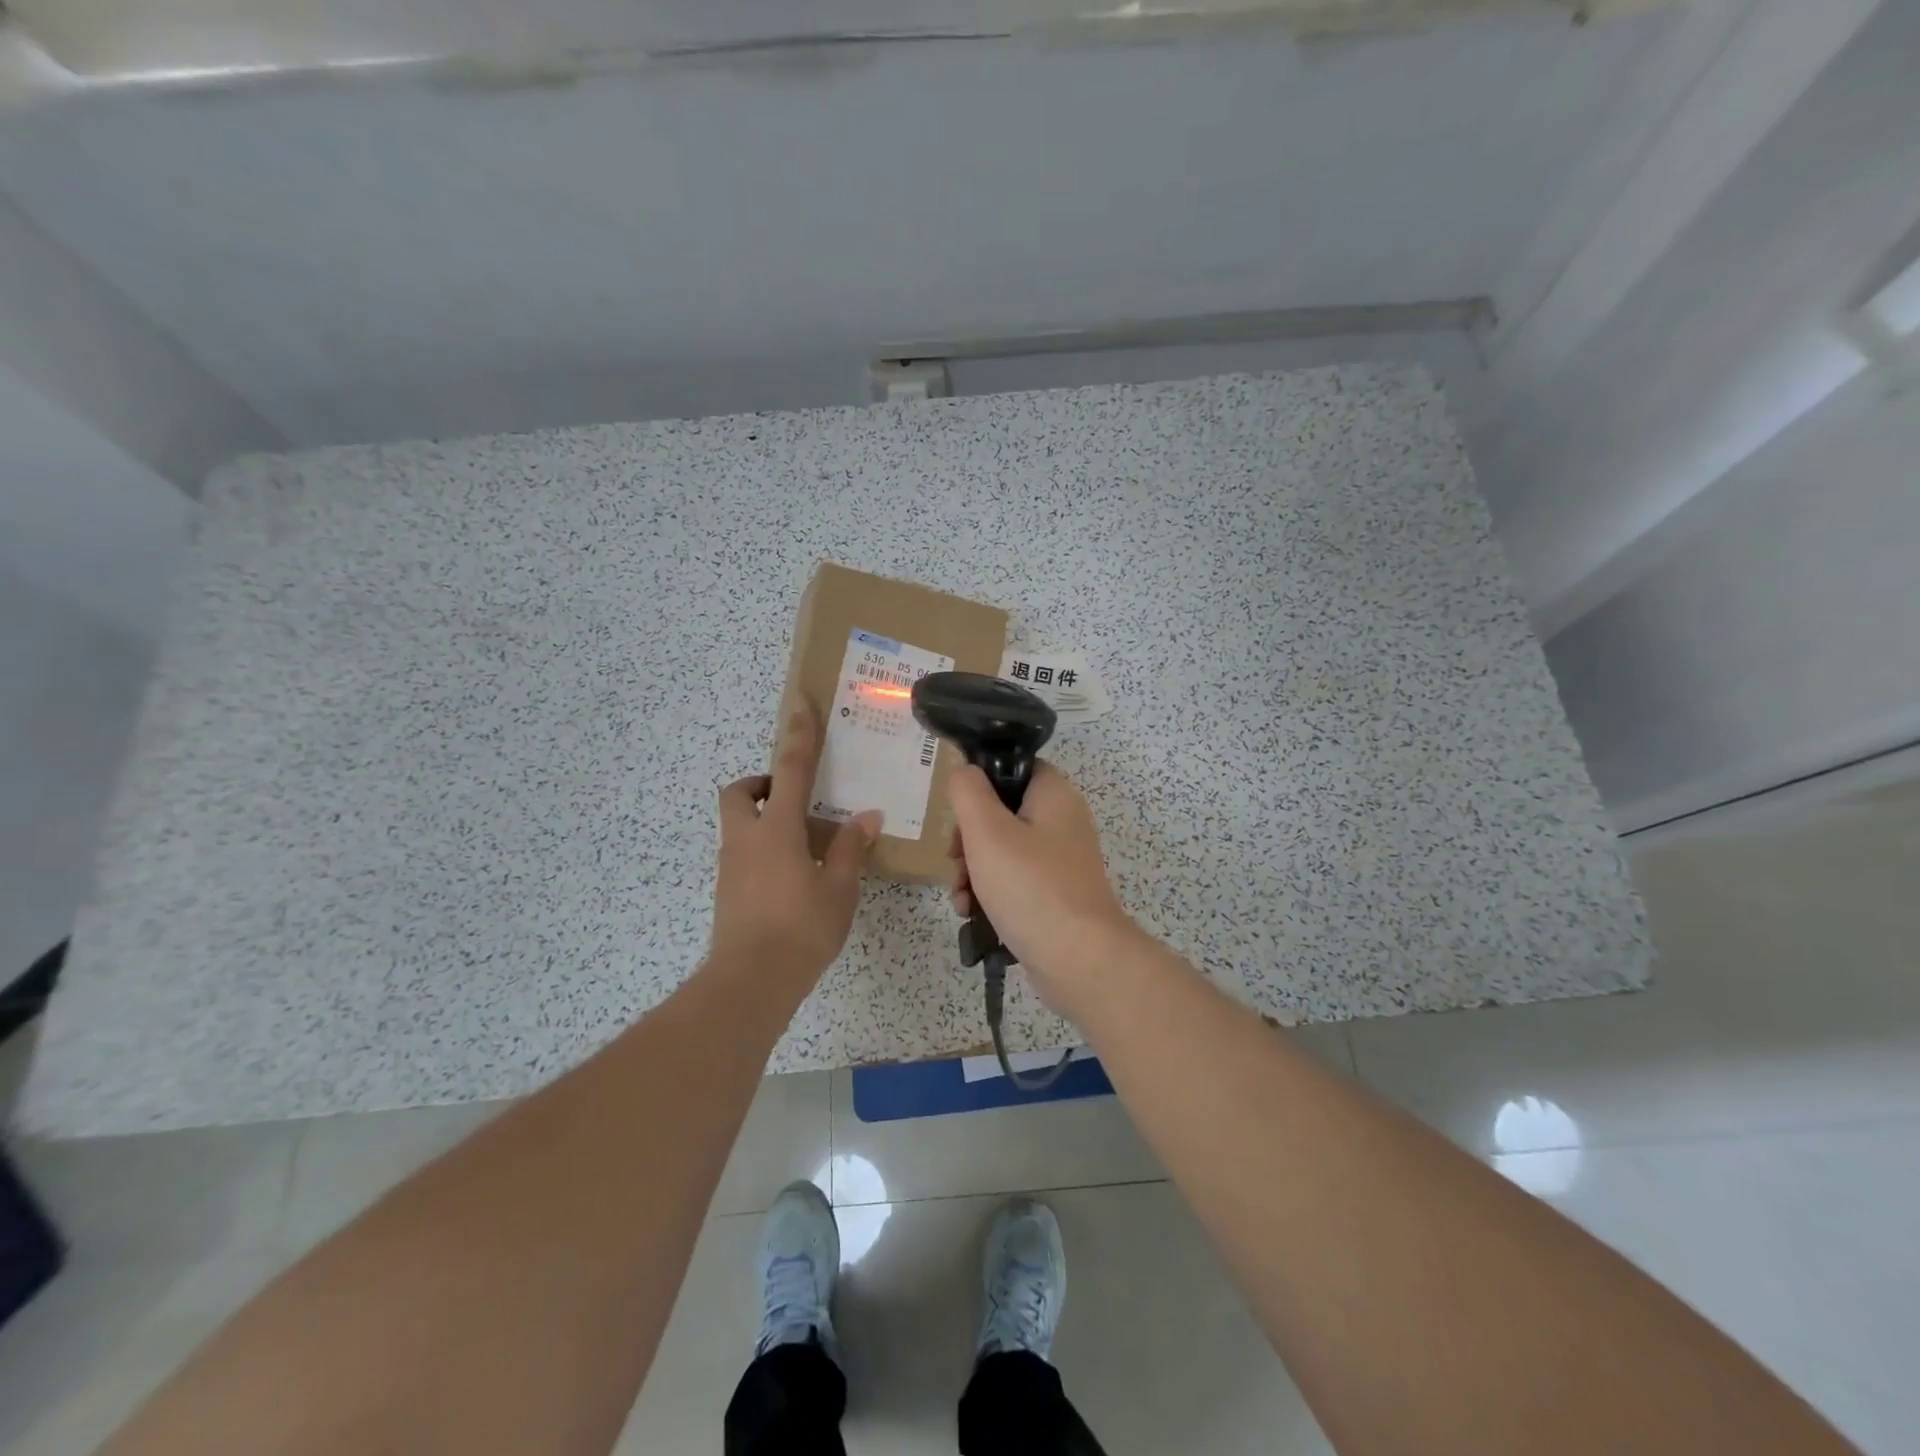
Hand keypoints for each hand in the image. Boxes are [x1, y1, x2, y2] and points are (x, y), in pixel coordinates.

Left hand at [711, 699, 881, 986]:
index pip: (789, 769)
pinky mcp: (727, 890)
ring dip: (765, 820)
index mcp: (777, 830)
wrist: (750, 983)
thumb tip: (866, 817)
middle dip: (761, 783)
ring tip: (807, 845)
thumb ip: (850, 849)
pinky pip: (743, 853)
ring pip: (739, 824)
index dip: (798, 733)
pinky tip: (795, 877)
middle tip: (794, 798)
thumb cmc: (800, 930)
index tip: (799, 703)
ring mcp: (731, 866)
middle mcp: (746, 839)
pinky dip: (765, 850)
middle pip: (740, 792)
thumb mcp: (839, 889)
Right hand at [947, 761, 1137, 1014]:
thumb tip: (965, 771)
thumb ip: (968, 792)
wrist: (1079, 960)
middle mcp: (1061, 822)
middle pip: (1001, 813)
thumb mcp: (987, 831)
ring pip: (1002, 851)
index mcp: (1053, 795)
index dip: (981, 784)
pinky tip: (971, 914)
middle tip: (955, 859)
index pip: (1013, 768)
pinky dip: (990, 894)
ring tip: (960, 896)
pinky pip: (1014, 882)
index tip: (958, 811)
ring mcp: (1060, 862)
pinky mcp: (1054, 895)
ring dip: (972, 870)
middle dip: (968, 839)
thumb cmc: (1030, 886)